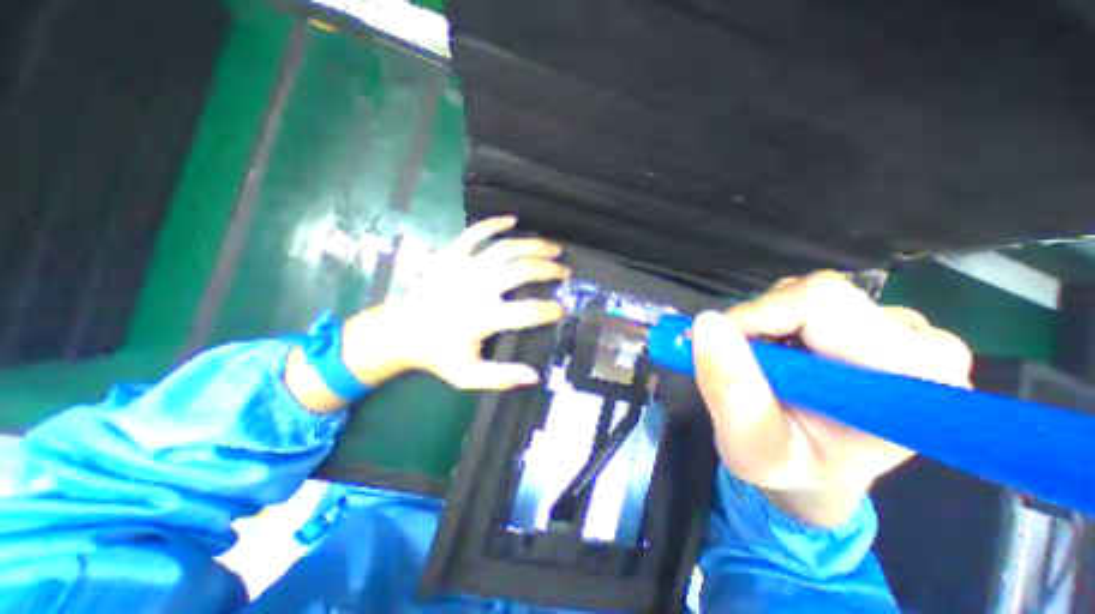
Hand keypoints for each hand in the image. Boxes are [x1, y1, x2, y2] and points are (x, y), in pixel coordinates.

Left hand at [341, 216, 567, 386]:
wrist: (399, 331)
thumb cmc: (437, 354)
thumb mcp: (468, 375)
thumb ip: (501, 376)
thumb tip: (535, 376)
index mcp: (483, 318)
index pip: (527, 312)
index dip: (549, 310)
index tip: (562, 309)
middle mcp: (478, 288)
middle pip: (522, 270)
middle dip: (549, 270)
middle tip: (564, 272)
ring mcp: (464, 268)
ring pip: (506, 249)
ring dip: (533, 246)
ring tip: (552, 248)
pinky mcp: (451, 256)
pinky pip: (474, 233)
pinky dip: (493, 223)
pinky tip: (512, 219)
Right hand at [693, 271, 964, 524]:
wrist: (814, 469)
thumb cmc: (789, 466)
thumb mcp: (749, 443)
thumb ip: (729, 388)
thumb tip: (707, 323)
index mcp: (905, 378)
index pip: (821, 303)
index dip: (757, 314)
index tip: (718, 345)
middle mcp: (918, 343)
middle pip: (813, 293)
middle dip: (757, 322)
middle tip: (738, 362)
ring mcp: (899, 329)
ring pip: (803, 293)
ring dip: (762, 324)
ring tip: (759, 366)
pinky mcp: (872, 323)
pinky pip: (803, 300)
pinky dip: (771, 322)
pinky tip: (774, 356)